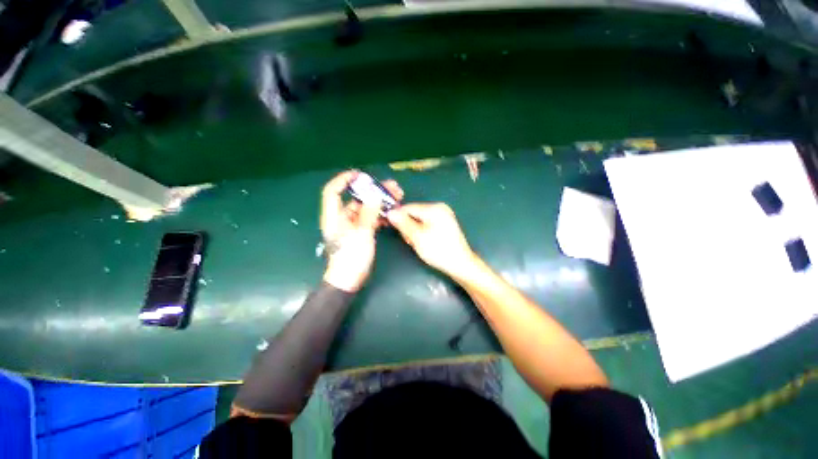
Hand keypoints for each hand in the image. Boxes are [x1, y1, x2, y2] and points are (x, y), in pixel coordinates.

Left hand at [320, 171, 402, 291]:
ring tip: (397, 197)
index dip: (344, 180)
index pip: (333, 191)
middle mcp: (342, 218)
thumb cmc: (351, 257)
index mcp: (334, 216)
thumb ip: (368, 213)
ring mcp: (352, 226)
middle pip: (356, 199)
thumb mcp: (361, 234)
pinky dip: (380, 215)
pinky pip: (371, 219)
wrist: (349, 280)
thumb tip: (375, 196)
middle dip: (373, 191)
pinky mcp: (361, 233)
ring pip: (366, 208)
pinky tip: (392, 213)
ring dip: (380, 203)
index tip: (359, 174)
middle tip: (391, 187)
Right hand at [386, 203, 475, 277]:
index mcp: (434, 208)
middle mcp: (440, 208)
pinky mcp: (445, 223)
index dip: (397, 217)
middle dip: (408, 225)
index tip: (390, 227)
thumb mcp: (417, 237)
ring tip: (417, 243)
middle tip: (409, 240)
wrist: (460, 264)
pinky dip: (422, 231)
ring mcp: (444, 215)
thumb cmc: (438, 250)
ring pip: (420, 219)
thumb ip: (403, 223)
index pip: (408, 207)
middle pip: (414, 213)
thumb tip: (390, 212)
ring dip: (414, 230)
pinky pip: (427, 223)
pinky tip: (423, 241)